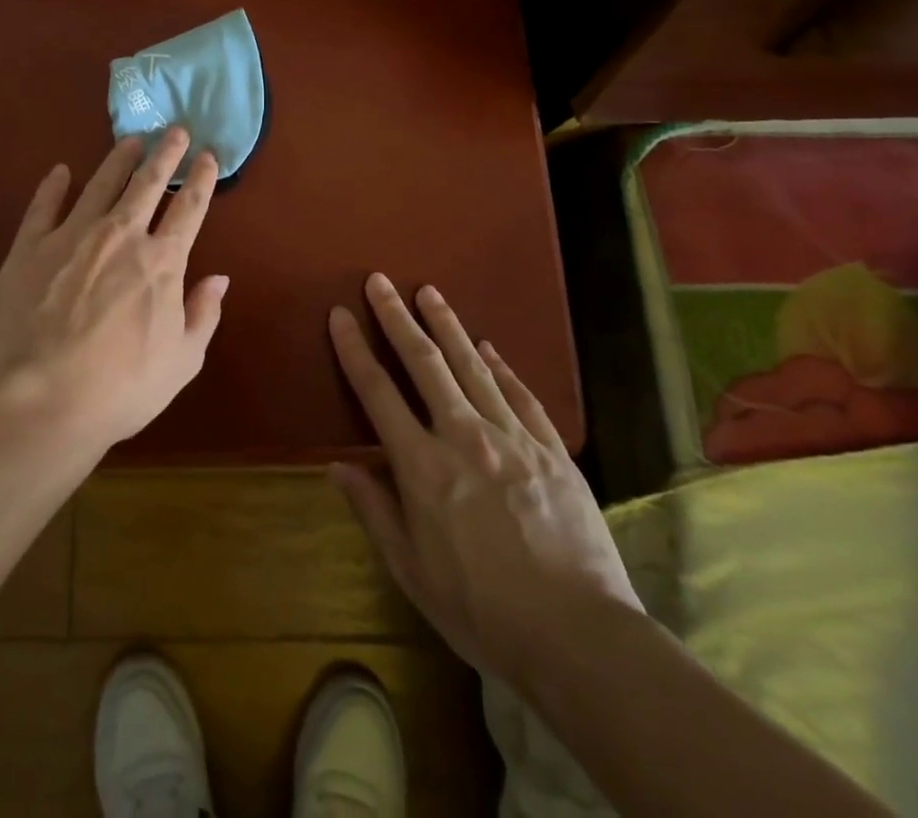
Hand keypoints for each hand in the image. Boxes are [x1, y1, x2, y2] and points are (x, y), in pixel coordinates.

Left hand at [0, 129, 228, 455]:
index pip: (189, 207)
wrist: (41, 400)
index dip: (201, 178)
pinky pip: (43, 205)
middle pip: (148, 183)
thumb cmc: (120, 389)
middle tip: (175, 130)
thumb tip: (220, 278)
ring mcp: (72, 236)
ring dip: (118, 159)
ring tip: (130, 140)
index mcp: (161, 261)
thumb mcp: (182, 362)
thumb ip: (204, 314)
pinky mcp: (30, 247)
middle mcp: (121, 235)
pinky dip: (53, 185)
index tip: (208, 155)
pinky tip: (60, 171)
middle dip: (165, 153)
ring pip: (101, 183)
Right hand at [327, 275, 640, 676]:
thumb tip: (337, 465)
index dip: (354, 349)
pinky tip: (488, 347)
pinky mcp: (552, 450)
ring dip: (447, 326)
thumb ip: (374, 511)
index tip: (340, 314)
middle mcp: (464, 437)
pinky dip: (501, 367)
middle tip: (380, 281)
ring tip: (429, 292)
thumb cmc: (483, 612)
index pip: (378, 393)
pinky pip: (521, 395)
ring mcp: (513, 438)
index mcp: (422, 467)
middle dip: (397, 318)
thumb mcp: (412, 572)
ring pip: (472, 366)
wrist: (580, 637)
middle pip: (424, 363)